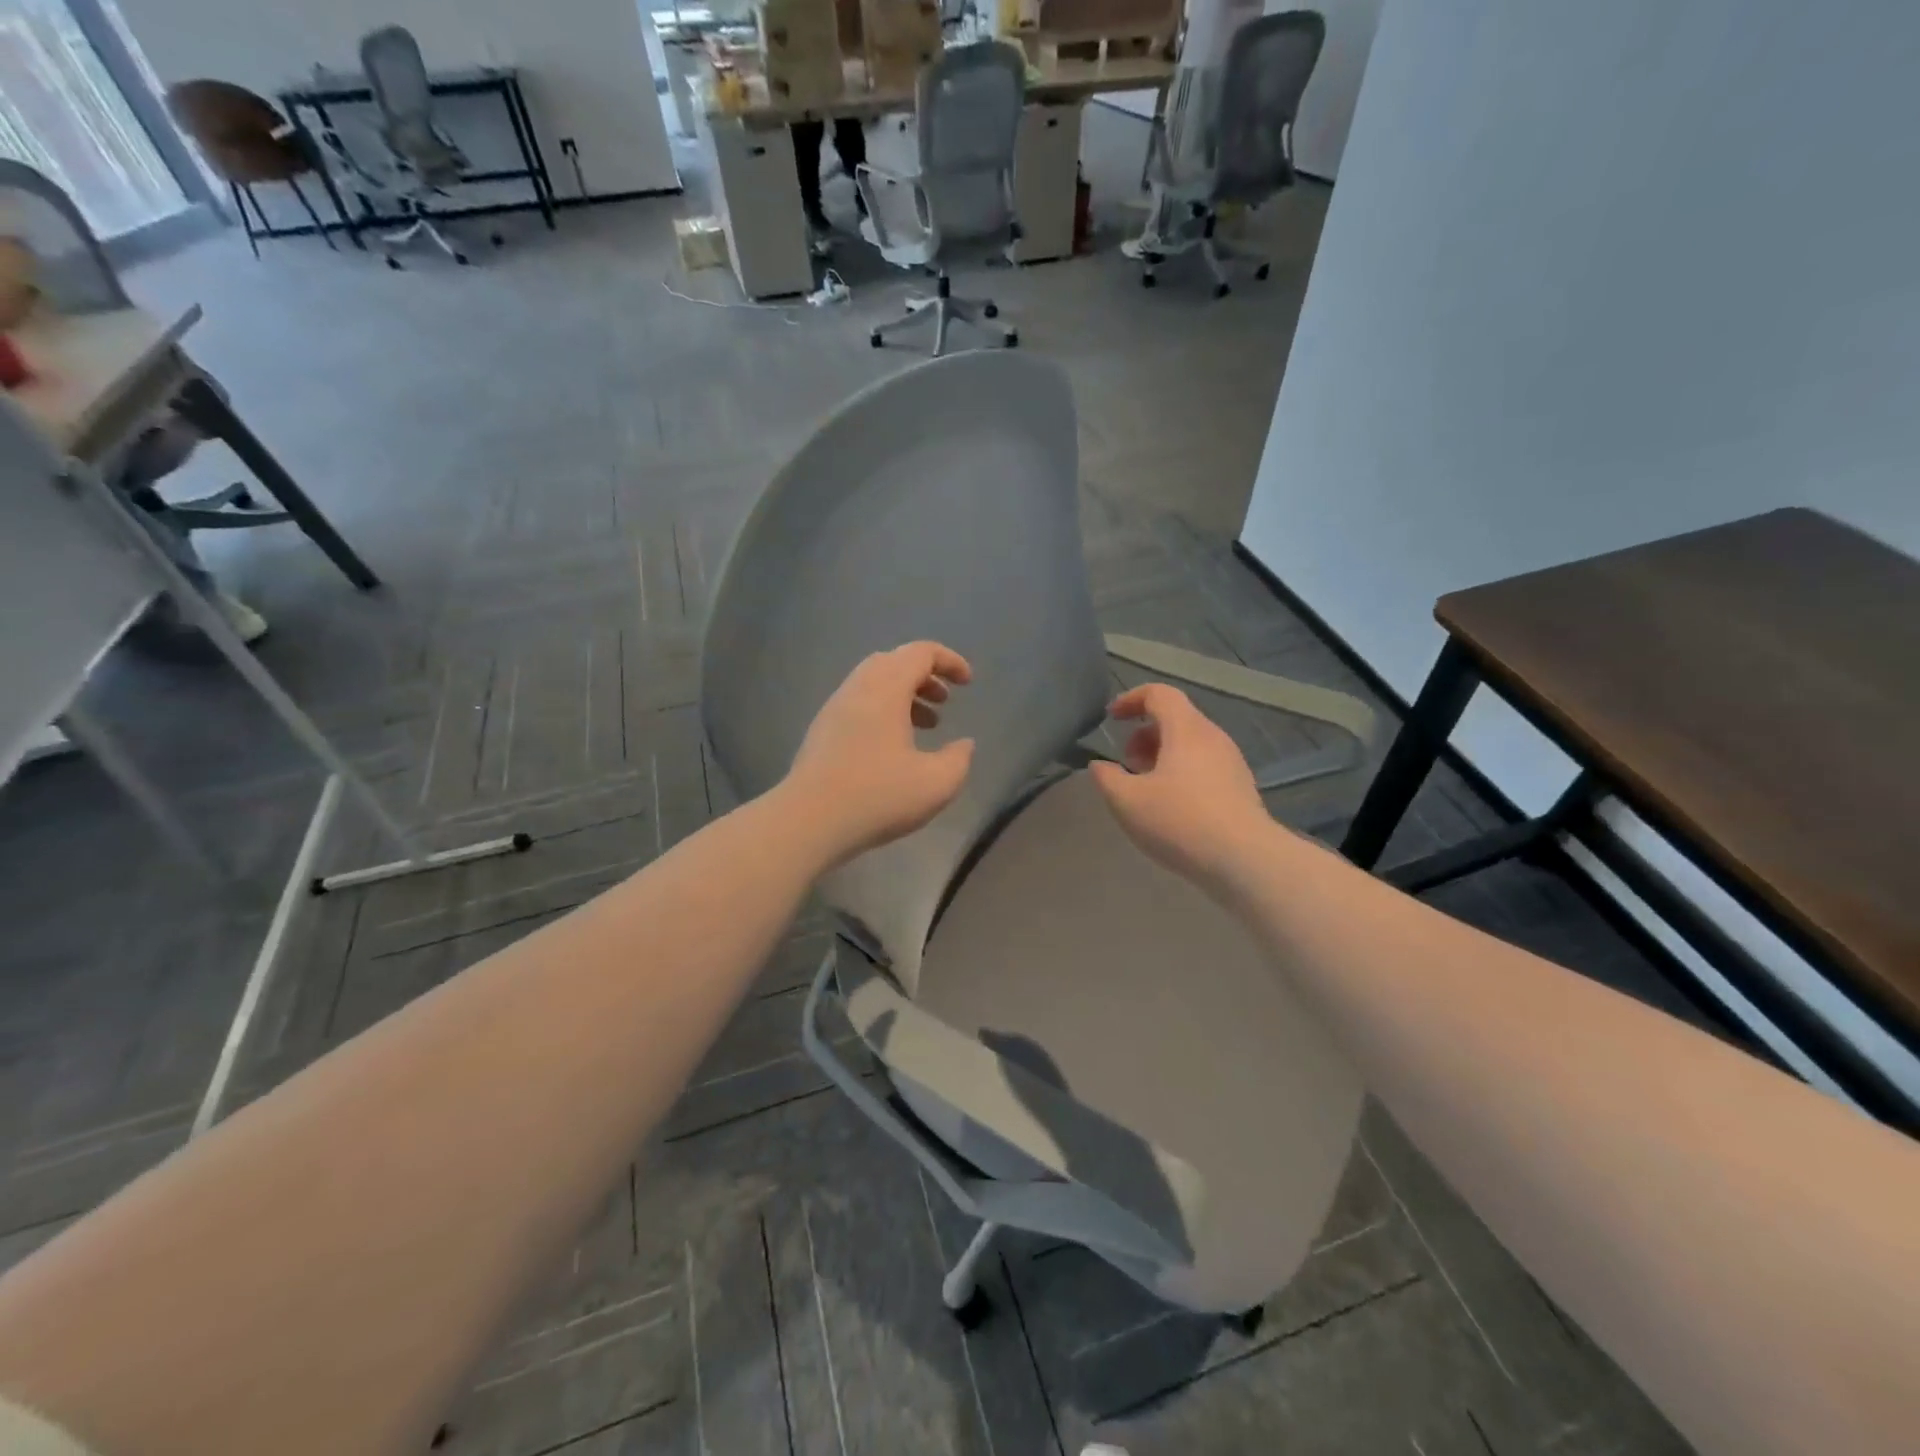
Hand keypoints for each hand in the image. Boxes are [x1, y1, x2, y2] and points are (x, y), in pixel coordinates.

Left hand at [782, 642, 975, 867]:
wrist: (807, 821)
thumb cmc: (877, 797)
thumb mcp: (936, 783)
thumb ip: (958, 759)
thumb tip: (964, 744)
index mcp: (886, 689)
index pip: (920, 653)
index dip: (949, 661)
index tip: (967, 682)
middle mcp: (857, 689)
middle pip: (894, 661)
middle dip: (925, 675)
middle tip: (944, 701)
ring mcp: (834, 709)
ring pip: (874, 683)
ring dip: (904, 695)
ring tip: (926, 725)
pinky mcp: (822, 731)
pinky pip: (859, 704)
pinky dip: (884, 711)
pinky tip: (894, 747)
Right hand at [1089, 684, 1274, 888]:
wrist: (1245, 860)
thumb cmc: (1180, 821)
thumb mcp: (1127, 801)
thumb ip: (1107, 778)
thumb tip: (1100, 766)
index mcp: (1186, 729)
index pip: (1159, 694)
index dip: (1131, 699)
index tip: (1111, 719)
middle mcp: (1213, 737)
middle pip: (1176, 718)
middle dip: (1144, 734)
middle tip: (1127, 762)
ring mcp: (1231, 762)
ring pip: (1191, 744)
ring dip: (1162, 756)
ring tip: (1145, 787)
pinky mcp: (1240, 788)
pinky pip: (1204, 765)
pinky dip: (1181, 772)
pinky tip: (1171, 806)